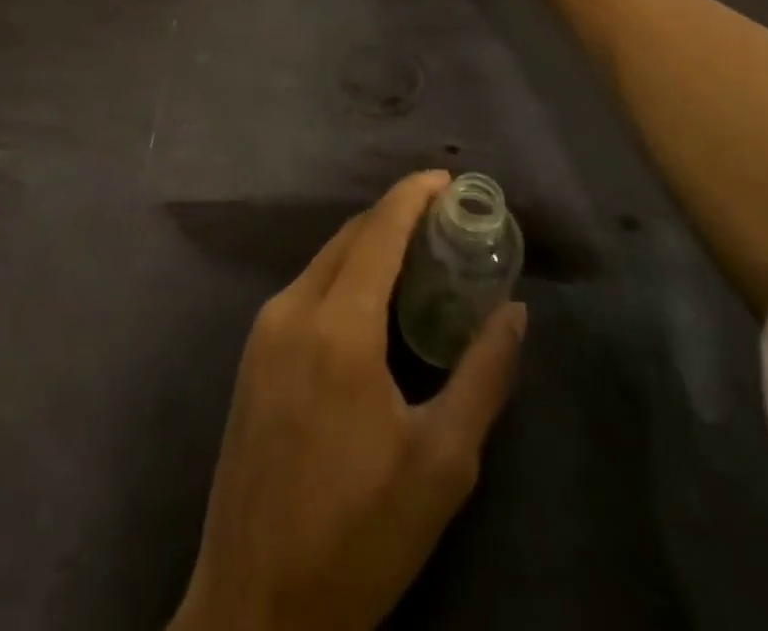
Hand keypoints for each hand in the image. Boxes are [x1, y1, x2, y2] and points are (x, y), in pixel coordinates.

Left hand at [172, 171, 527, 630]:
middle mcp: (292, 309)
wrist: (255, 606)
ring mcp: (264, 329)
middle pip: (349, 236)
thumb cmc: (359, 536)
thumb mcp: (441, 463)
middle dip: (396, 216)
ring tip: (419, 257)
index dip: (413, 195)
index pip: (378, 230)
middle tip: (445, 221)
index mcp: (337, 327)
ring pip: (324, 259)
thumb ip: (483, 375)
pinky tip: (373, 301)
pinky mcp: (252, 354)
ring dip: (369, 244)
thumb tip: (514, 312)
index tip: (448, 179)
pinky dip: (344, 274)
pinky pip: (306, 288)